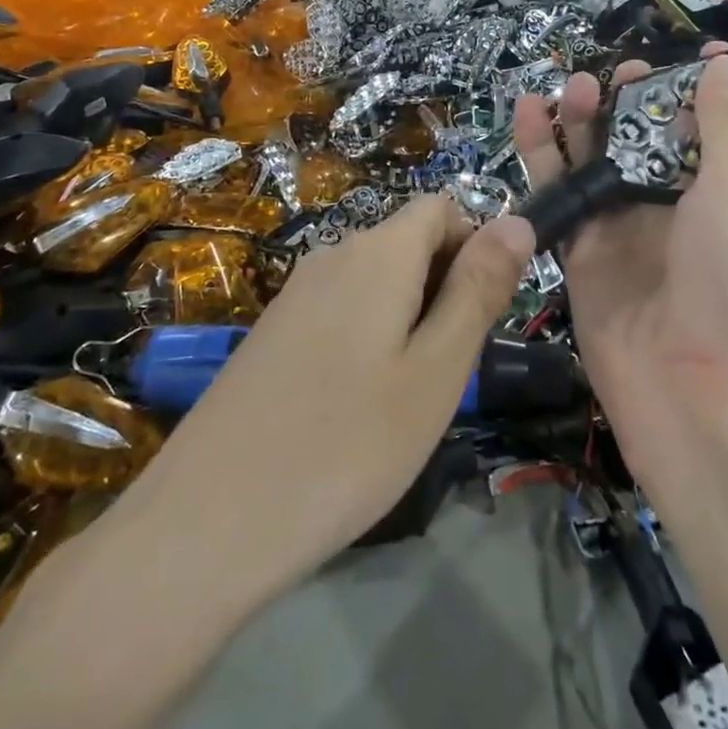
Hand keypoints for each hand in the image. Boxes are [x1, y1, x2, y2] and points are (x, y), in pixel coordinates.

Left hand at [126, 195, 535, 591]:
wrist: (209, 520)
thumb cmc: (347, 444)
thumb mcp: (436, 370)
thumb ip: (479, 289)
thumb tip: (518, 220)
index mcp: (378, 252)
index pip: (441, 208)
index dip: (475, 245)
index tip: (484, 314)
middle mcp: (332, 255)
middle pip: (408, 242)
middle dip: (445, 287)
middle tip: (449, 371)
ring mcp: (295, 294)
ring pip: (376, 281)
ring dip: (408, 318)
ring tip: (407, 397)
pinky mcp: (272, 332)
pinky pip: (340, 311)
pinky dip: (367, 338)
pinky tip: (356, 408)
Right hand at [514, 50, 727, 471]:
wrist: (699, 397)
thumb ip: (726, 125)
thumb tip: (725, 63)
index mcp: (721, 191)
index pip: (707, 128)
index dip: (694, 90)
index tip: (685, 54)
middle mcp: (669, 207)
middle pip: (641, 140)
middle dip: (629, 103)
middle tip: (611, 78)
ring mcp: (620, 231)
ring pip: (592, 161)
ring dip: (581, 121)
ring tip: (571, 88)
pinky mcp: (577, 254)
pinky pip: (556, 195)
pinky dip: (540, 155)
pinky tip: (527, 117)